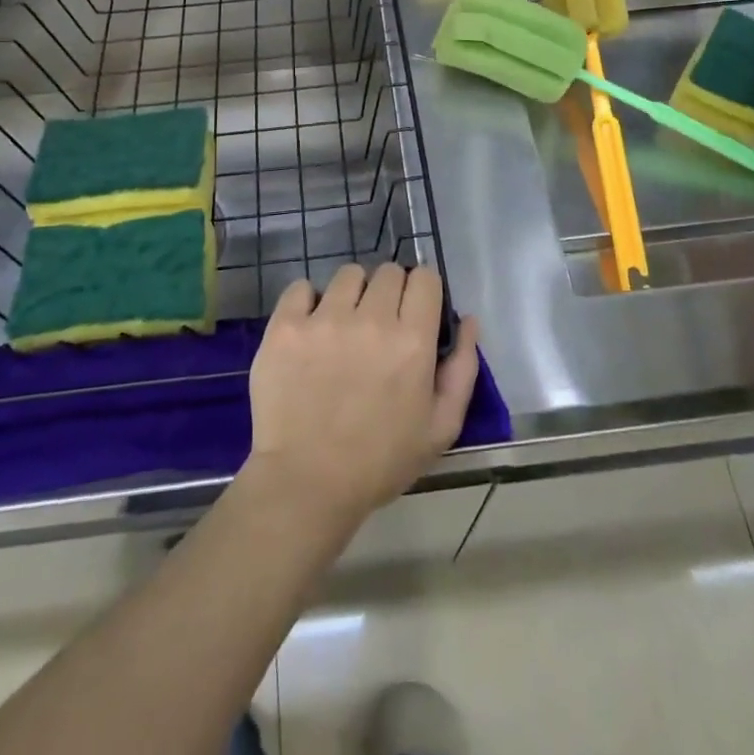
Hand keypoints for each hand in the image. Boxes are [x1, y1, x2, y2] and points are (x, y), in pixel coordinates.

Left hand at [245, 264, 479, 529]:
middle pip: (387, 271)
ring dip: (351, 294)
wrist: (306, 483)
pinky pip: (301, 287)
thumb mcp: (441, 428)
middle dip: (389, 292)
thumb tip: (468, 320)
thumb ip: (463, 369)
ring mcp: (324, 319)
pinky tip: (309, 330)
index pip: (424, 278)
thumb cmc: (379, 461)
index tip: (413, 313)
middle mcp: (370, 319)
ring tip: (343, 327)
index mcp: (412, 341)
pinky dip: (307, 302)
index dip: (422, 292)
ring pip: (347, 274)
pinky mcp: (286, 326)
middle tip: (378, 326)